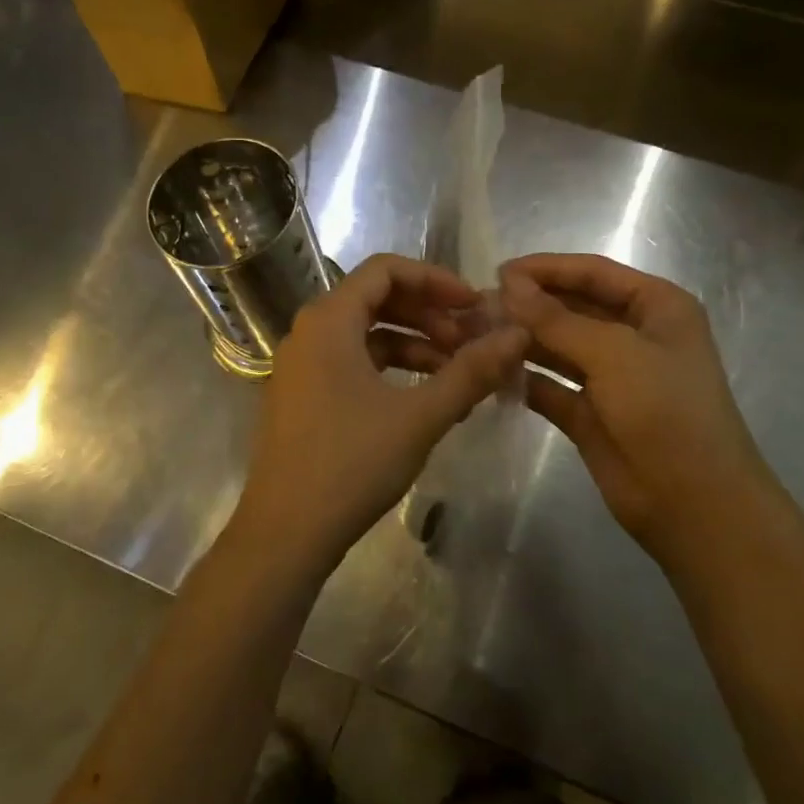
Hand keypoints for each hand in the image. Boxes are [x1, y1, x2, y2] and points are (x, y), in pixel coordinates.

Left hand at [229, 254, 529, 581]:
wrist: (285, 534)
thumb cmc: (351, 463)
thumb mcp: (420, 415)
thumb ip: (472, 371)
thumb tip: (518, 334)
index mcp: (329, 320)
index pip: (386, 270)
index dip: (436, 280)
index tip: (475, 305)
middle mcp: (309, 332)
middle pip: (377, 299)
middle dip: (430, 314)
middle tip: (472, 340)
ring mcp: (303, 366)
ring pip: (368, 335)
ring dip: (416, 345)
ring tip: (459, 373)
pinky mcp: (305, 396)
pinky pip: (354, 364)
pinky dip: (393, 371)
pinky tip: (427, 398)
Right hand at [501, 253, 772, 569]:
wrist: (693, 503)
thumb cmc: (665, 411)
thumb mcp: (613, 353)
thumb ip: (556, 319)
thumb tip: (507, 285)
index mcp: (656, 307)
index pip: (593, 273)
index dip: (546, 269)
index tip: (497, 272)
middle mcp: (634, 335)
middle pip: (573, 307)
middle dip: (529, 305)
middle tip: (477, 307)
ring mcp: (611, 377)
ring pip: (558, 347)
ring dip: (522, 340)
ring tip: (475, 335)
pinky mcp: (590, 414)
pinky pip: (551, 386)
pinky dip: (524, 379)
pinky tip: (490, 372)